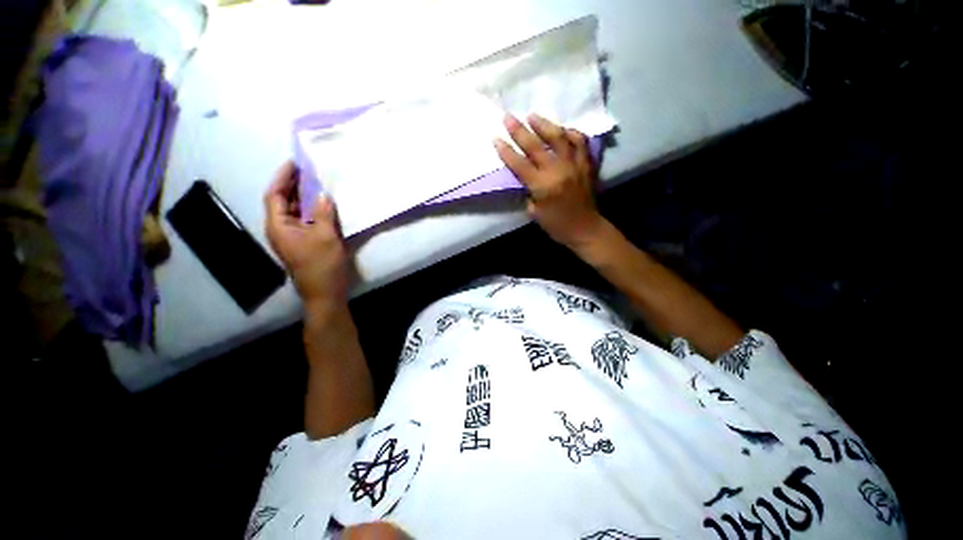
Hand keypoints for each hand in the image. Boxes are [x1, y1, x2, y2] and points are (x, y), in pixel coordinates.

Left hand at [264, 161, 348, 310]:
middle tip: (309, 170)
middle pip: (283, 201)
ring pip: (296, 211)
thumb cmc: (322, 265)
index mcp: (279, 226)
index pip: (275, 195)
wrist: (325, 293)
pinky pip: (306, 220)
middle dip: (294, 184)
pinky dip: (314, 210)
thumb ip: (324, 214)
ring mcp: (294, 236)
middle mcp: (282, 229)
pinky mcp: (305, 242)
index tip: (295, 163)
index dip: (282, 177)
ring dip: (305, 197)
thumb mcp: (325, 237)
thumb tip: (323, 194)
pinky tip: (325, 204)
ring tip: (318, 182)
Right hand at [494, 114, 605, 248]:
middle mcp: (558, 170)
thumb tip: (525, 176)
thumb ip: (528, 191)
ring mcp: (575, 164)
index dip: (506, 151)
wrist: (585, 229)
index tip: (495, 138)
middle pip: (536, 146)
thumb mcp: (534, 212)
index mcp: (543, 186)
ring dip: (544, 125)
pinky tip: (562, 130)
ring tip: (533, 116)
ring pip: (559, 137)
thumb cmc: (556, 225)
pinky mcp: (587, 164)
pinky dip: (570, 133)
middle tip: (508, 117)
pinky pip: (580, 142)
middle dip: (519, 131)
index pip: (520, 164)